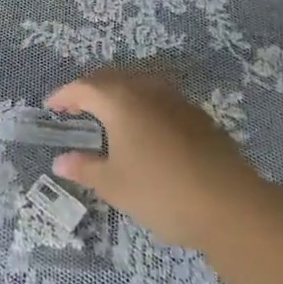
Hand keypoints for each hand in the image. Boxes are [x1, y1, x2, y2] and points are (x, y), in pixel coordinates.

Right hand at [47, 68, 252, 248]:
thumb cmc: (161, 192)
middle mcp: (146, 89)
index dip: (64, 96)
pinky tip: (146, 128)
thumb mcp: (114, 185)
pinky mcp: (199, 115)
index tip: (51, 108)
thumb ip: (85, 169)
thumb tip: (60, 161)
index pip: (83, 88)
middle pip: (111, 78)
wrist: (231, 205)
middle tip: (76, 107)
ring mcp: (176, 100)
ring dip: (119, 93)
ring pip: (139, 83)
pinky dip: (143, 104)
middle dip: (90, 89)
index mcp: (119, 100)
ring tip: (109, 114)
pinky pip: (160, 98)